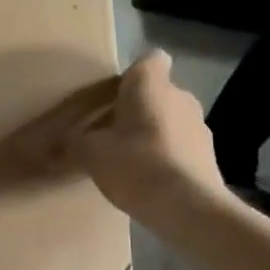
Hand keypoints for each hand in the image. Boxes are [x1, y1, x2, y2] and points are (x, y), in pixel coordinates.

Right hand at [13, 51, 225, 224]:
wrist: (189, 209)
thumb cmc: (136, 164)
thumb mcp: (90, 153)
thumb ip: (74, 142)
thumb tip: (60, 142)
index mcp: (151, 84)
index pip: (150, 59)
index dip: (133, 74)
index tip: (115, 94)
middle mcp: (181, 97)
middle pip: (157, 93)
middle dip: (137, 109)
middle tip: (110, 132)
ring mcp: (200, 127)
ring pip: (171, 120)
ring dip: (153, 134)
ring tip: (129, 161)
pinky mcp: (210, 157)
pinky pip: (181, 148)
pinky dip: (167, 158)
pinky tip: (149, 182)